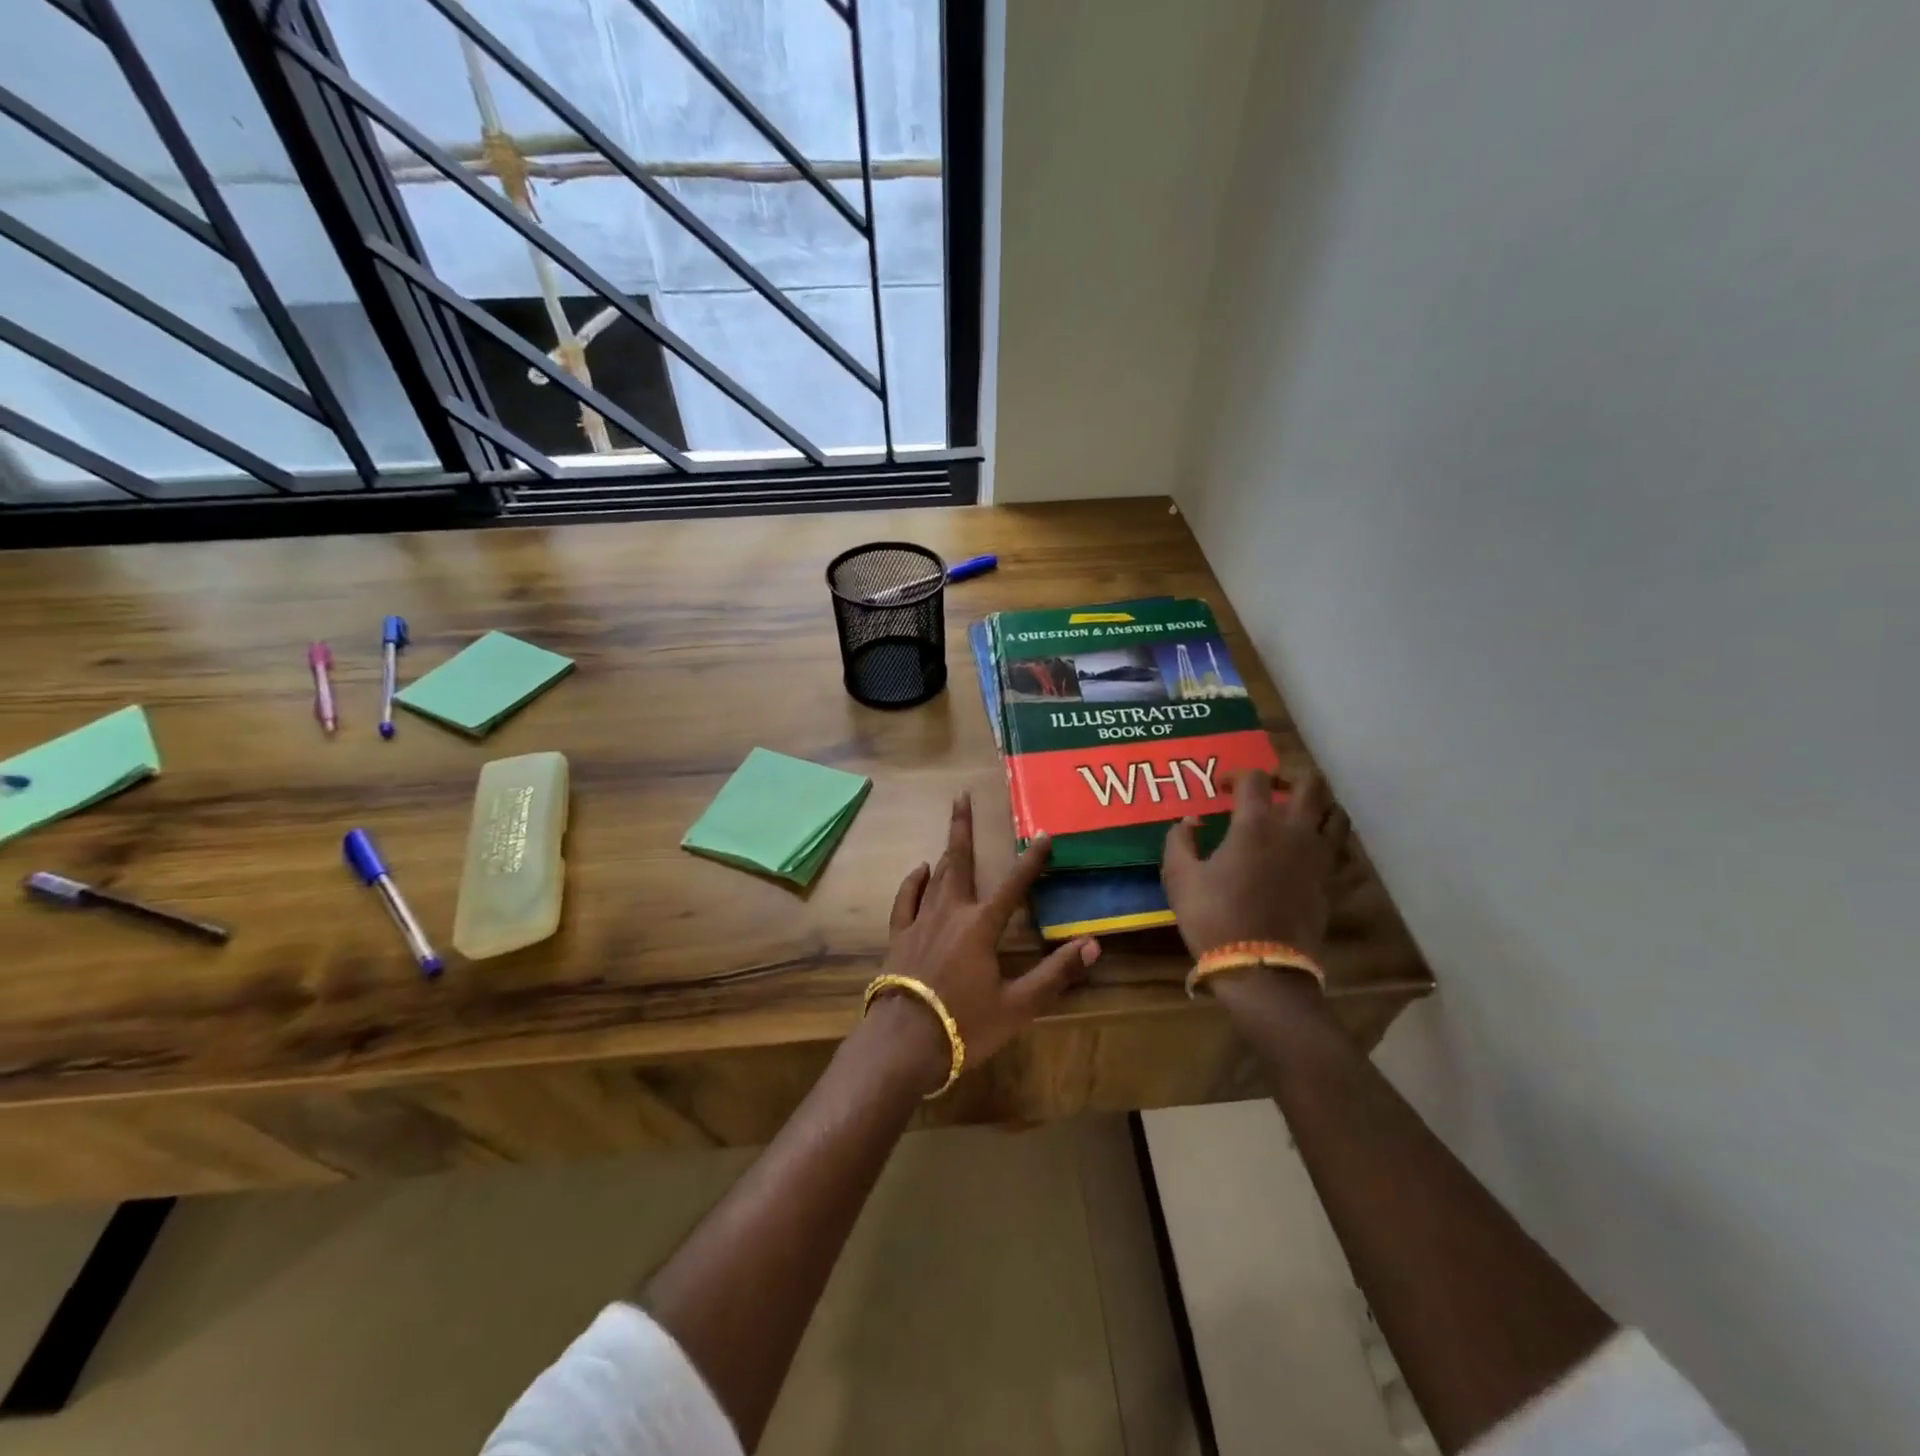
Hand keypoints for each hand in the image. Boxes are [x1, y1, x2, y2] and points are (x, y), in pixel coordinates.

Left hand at [866, 792, 1100, 1093]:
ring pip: (935, 875)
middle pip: (959, 861)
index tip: (1042, 834)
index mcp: (982, 926)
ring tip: (951, 825)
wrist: (903, 1042)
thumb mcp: (1019, 1005)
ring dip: (945, 849)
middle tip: (962, 796)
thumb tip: (1094, 944)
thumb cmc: (965, 1025)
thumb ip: (1056, 973)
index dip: (1031, 860)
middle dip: (963, 826)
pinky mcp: (900, 935)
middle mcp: (951, 912)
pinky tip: (919, 870)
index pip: (1014, 885)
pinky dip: (913, 882)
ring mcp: (921, 921)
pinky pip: (906, 899)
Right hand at [1161, 768, 1349, 962]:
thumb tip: (1189, 822)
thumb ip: (1179, 841)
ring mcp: (1319, 857)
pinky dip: (1329, 840)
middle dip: (1288, 777)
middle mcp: (1294, 831)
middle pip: (1309, 784)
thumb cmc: (1214, 917)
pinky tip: (1310, 848)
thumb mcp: (1180, 878)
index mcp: (1256, 824)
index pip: (1255, 779)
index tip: (1221, 787)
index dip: (1236, 775)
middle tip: (1269, 788)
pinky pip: (1341, 849)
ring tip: (1297, 813)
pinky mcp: (1331, 882)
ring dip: (1317, 805)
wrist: (1261, 967)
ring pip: (1335, 814)